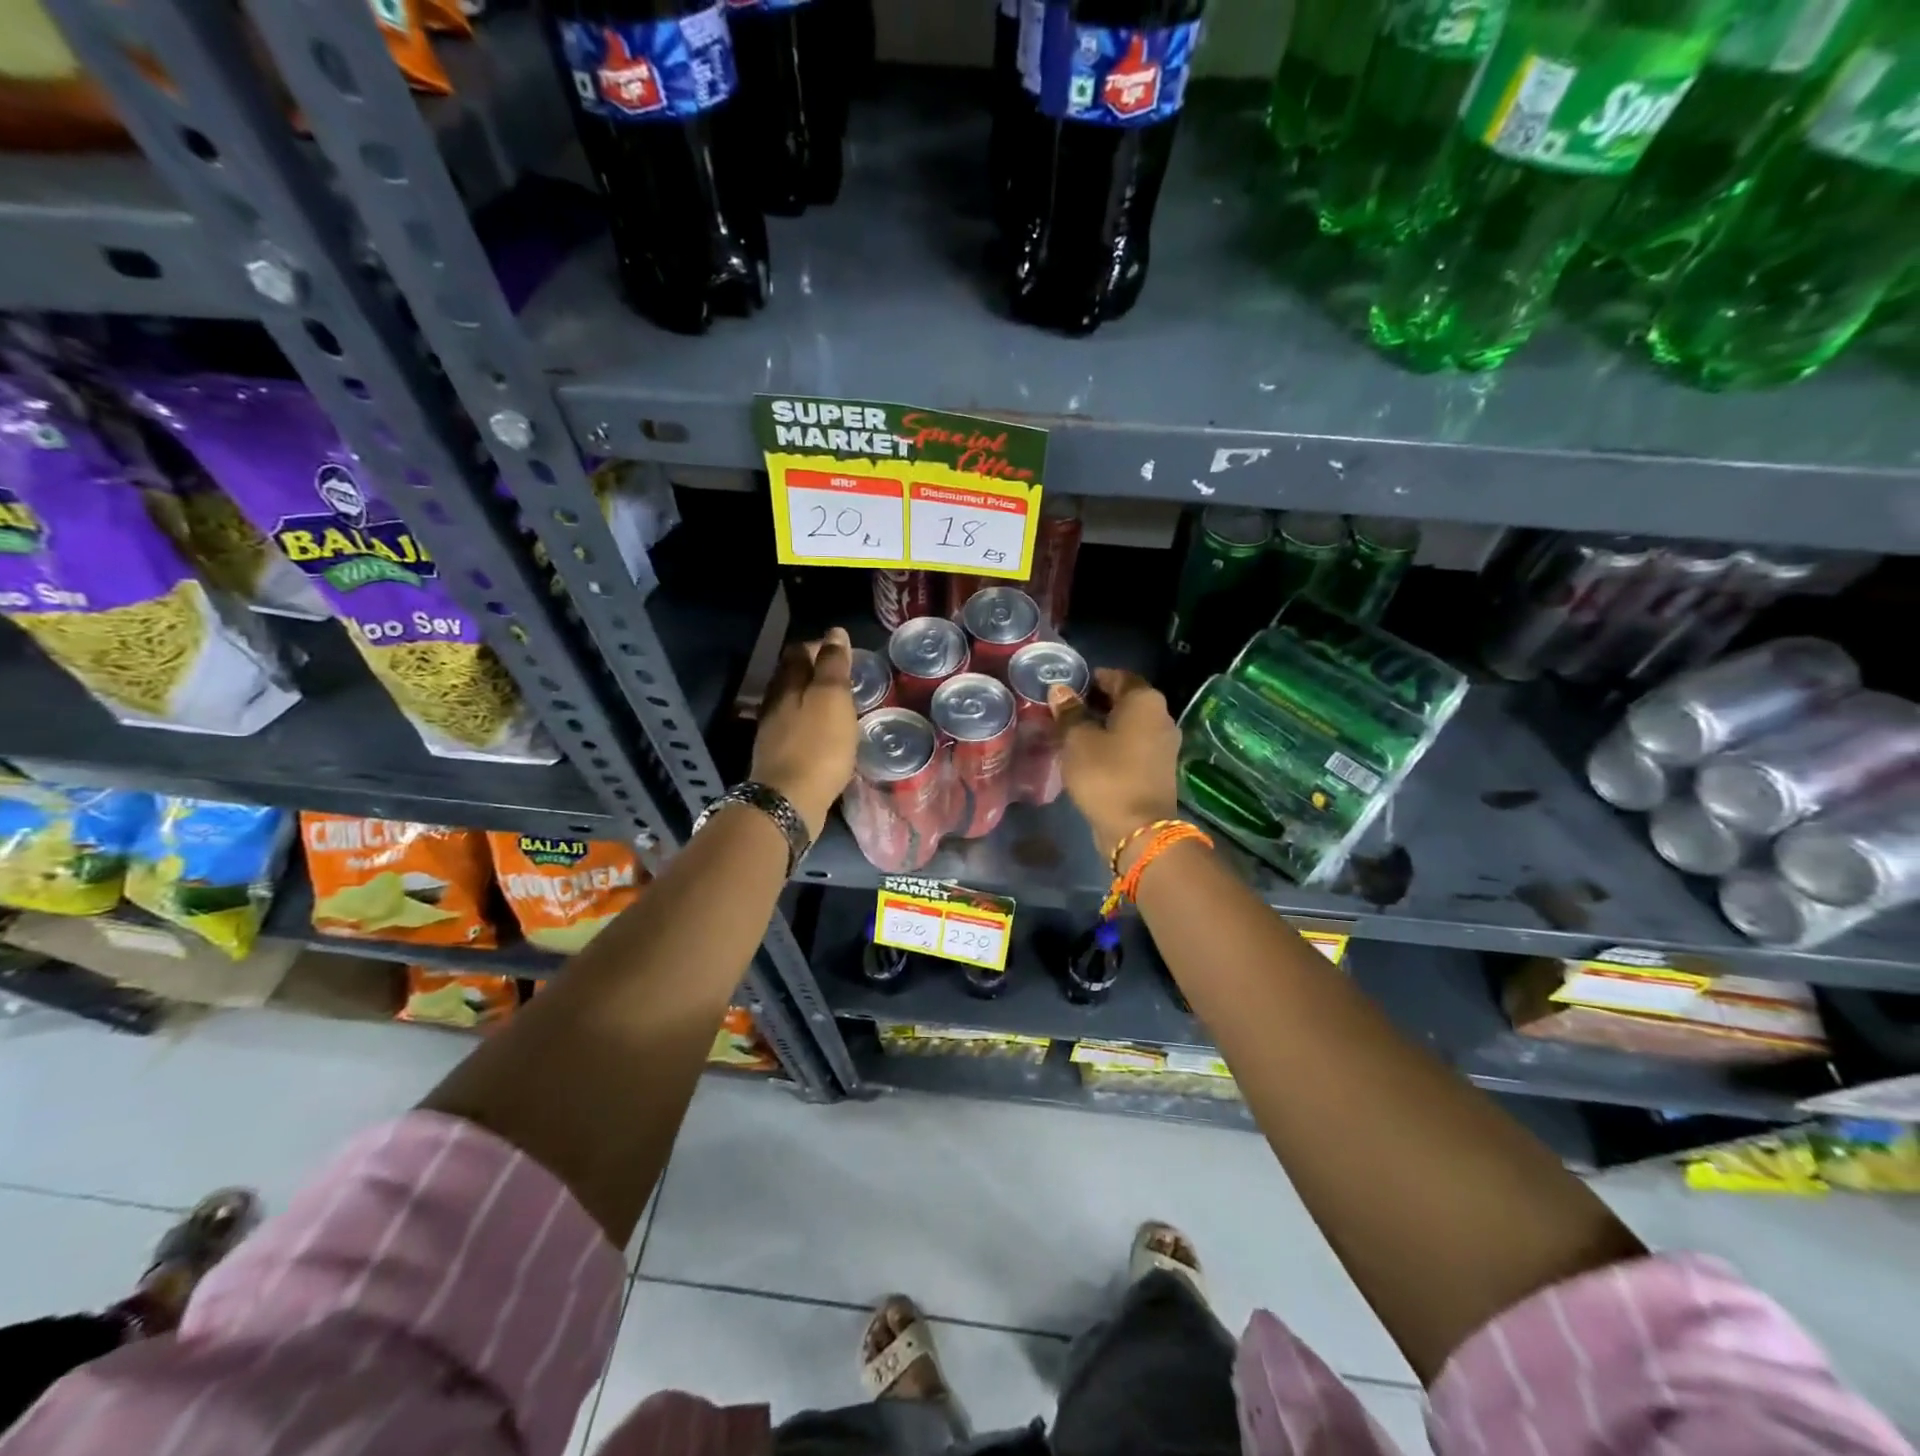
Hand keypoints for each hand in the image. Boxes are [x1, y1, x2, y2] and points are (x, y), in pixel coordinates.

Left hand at [752, 627, 858, 839]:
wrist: (789, 801)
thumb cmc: (818, 745)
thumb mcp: (832, 698)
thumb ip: (833, 665)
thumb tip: (835, 632)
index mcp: (786, 684)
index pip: (799, 652)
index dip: (820, 647)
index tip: (845, 654)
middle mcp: (774, 703)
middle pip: (793, 677)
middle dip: (816, 673)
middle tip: (846, 679)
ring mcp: (773, 732)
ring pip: (793, 704)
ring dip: (814, 701)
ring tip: (840, 706)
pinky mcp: (779, 757)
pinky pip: (796, 730)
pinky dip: (812, 725)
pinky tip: (827, 735)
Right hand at [1049, 668, 1181, 865]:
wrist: (1138, 829)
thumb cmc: (1106, 775)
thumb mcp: (1077, 740)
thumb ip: (1069, 712)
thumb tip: (1061, 691)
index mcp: (1145, 701)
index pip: (1118, 676)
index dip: (1093, 678)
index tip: (1068, 686)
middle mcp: (1161, 717)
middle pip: (1125, 700)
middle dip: (1096, 702)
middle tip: (1065, 709)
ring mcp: (1163, 745)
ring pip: (1129, 725)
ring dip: (1103, 725)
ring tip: (1072, 732)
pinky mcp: (1158, 769)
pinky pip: (1132, 746)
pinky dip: (1113, 744)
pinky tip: (1089, 754)